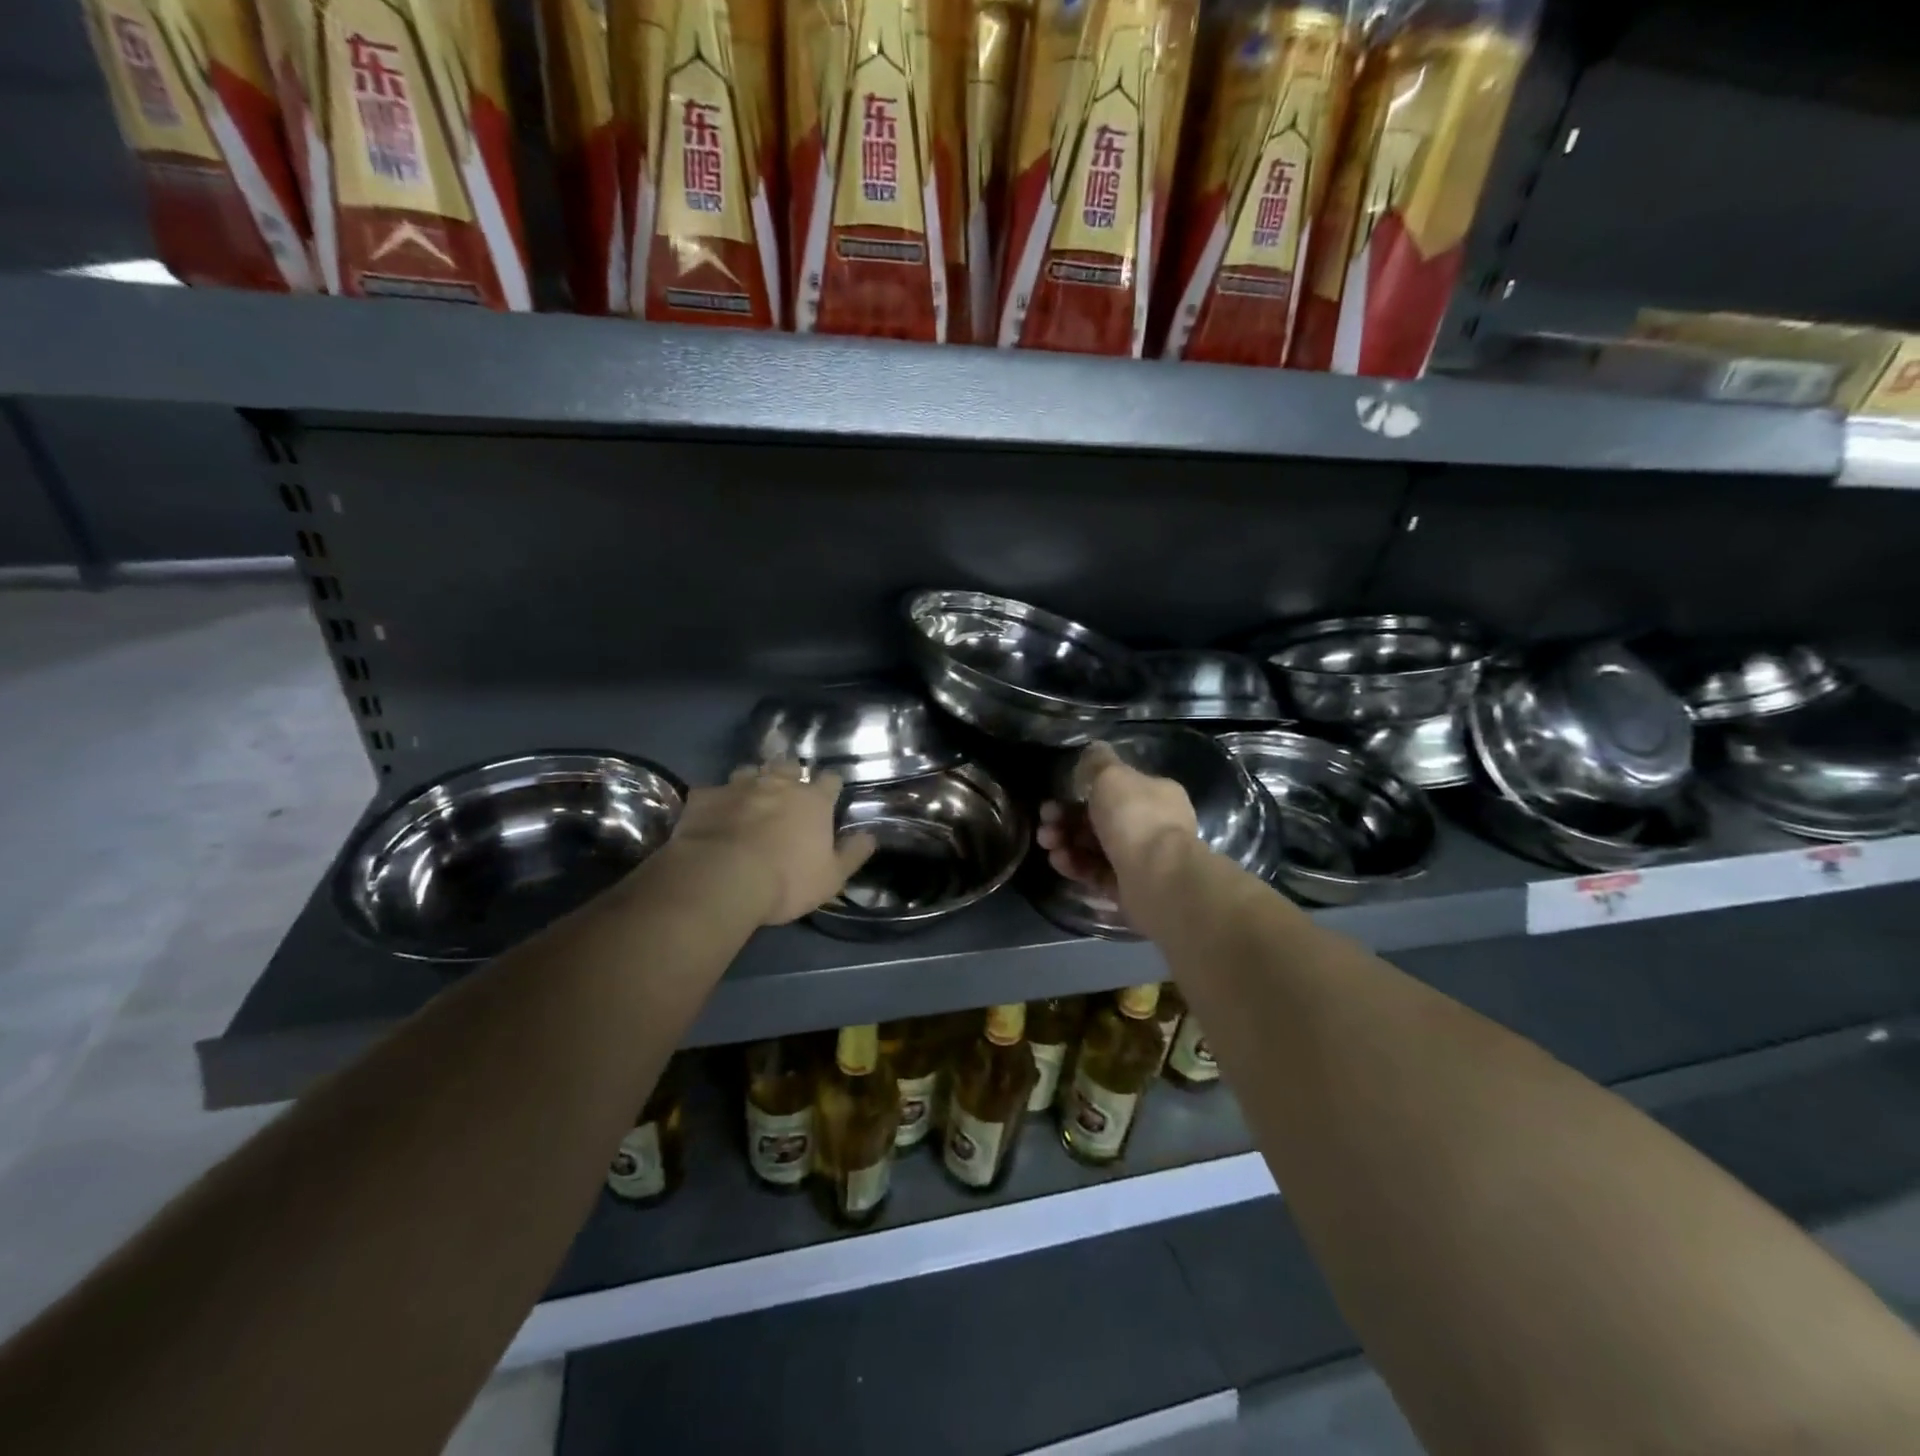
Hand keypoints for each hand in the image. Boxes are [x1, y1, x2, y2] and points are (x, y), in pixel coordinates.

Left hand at [668, 762, 875, 925]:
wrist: (721, 879)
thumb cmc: (786, 881)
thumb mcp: (832, 878)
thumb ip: (853, 854)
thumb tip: (871, 835)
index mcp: (813, 800)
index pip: (830, 780)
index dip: (831, 786)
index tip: (829, 795)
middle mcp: (778, 784)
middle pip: (789, 765)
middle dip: (790, 774)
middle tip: (788, 791)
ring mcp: (739, 786)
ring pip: (750, 770)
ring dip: (754, 780)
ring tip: (751, 796)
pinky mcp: (705, 796)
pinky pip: (712, 790)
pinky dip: (716, 799)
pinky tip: (714, 812)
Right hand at [1036, 742, 1198, 897]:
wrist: (1157, 878)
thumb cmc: (1135, 818)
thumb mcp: (1111, 775)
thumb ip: (1097, 762)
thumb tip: (1091, 752)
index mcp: (1155, 795)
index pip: (1115, 789)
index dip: (1082, 790)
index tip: (1058, 794)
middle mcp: (1151, 826)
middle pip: (1100, 819)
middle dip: (1067, 818)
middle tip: (1045, 822)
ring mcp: (1141, 859)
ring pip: (1095, 847)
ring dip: (1066, 842)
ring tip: (1048, 843)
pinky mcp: (1128, 888)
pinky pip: (1096, 873)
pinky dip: (1075, 865)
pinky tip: (1059, 860)